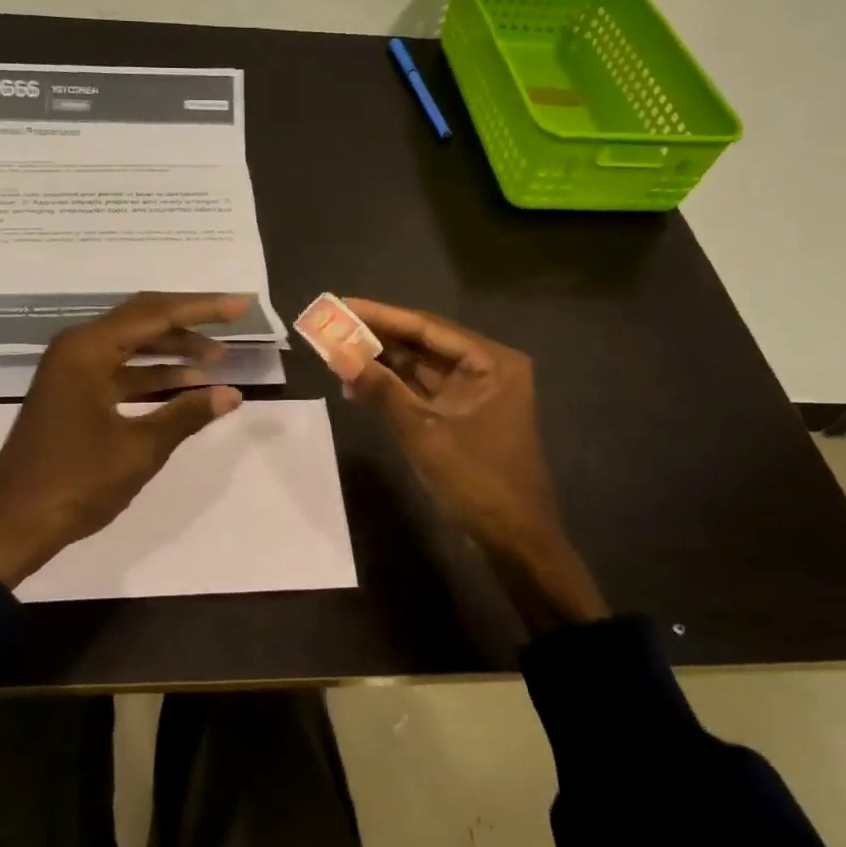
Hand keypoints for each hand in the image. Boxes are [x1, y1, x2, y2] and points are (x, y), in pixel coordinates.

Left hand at [0, 292, 249, 588]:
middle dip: (189, 323)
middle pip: (142, 320)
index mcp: (87, 350)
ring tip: (216, 358)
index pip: (155, 314)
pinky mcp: (72, 394)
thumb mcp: (139, 449)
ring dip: (172, 351)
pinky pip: (119, 371)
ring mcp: (71, 372)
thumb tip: (232, 394)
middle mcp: (76, 349)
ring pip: (131, 346)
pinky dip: (151, 376)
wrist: (13, 524)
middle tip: (232, 321)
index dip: (202, 308)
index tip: (241, 305)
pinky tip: (184, 386)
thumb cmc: (76, 482)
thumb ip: (187, 415)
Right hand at [341, 299, 608, 626]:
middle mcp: (486, 368)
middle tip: (331, 327)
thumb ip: (380, 390)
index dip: (380, 316)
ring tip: (336, 355)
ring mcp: (475, 393)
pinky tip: (359, 386)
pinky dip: (393, 389)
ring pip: (420, 368)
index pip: (427, 327)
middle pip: (423, 344)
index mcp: (490, 362)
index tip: (340, 305)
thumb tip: (337, 353)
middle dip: (377, 339)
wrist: (514, 541)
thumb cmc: (477, 482)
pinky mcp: (463, 416)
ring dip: (381, 364)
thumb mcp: (423, 433)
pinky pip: (423, 392)